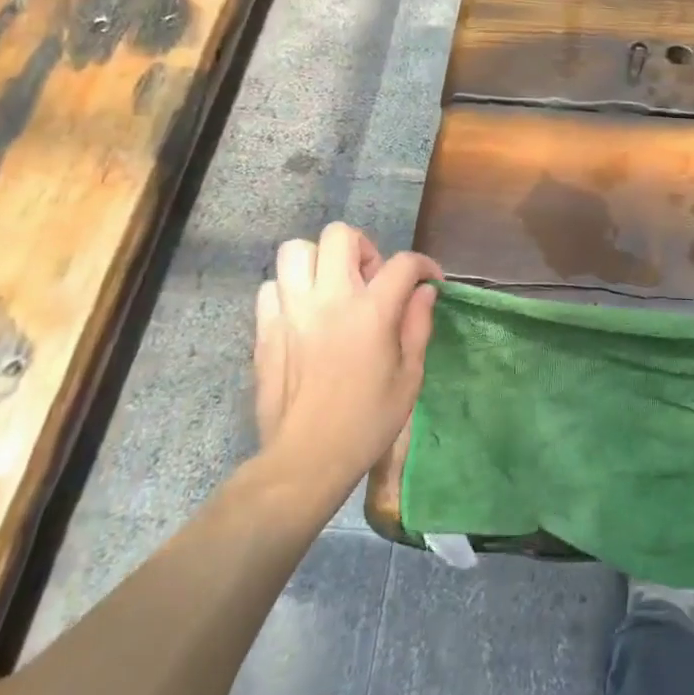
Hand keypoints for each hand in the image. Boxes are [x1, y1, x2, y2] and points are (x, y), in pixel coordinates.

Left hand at [253, 223, 441, 494]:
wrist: (307, 459)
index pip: (403, 263)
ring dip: (320, 262)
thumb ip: (418, 325)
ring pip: (296, 251)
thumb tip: (424, 292)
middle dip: (363, 248)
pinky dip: (289, 290)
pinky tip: (304, 314)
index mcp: (371, 312)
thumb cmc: (368, 422)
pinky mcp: (264, 329)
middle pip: (339, 236)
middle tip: (371, 280)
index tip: (429, 281)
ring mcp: (291, 311)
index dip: (423, 265)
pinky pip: (271, 287)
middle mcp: (329, 299)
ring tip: (333, 289)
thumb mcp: (410, 377)